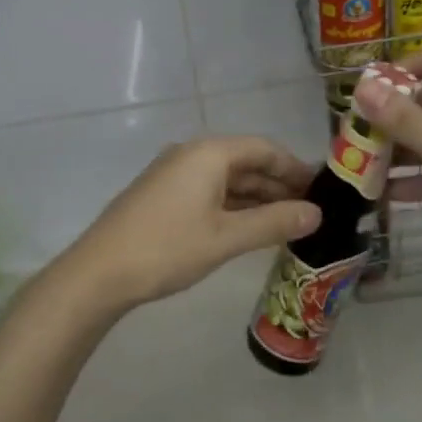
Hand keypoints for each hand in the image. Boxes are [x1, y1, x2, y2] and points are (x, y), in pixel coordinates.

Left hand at [57, 137, 321, 312]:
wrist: (99, 273)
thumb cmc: (167, 248)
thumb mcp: (226, 237)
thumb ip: (274, 223)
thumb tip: (317, 213)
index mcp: (209, 153)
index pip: (264, 148)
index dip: (295, 167)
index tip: (322, 189)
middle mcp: (192, 154)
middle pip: (246, 161)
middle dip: (279, 184)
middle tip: (311, 211)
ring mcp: (174, 174)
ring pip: (228, 179)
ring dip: (258, 198)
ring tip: (288, 222)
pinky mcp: (163, 195)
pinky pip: (210, 191)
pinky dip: (234, 206)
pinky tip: (251, 227)